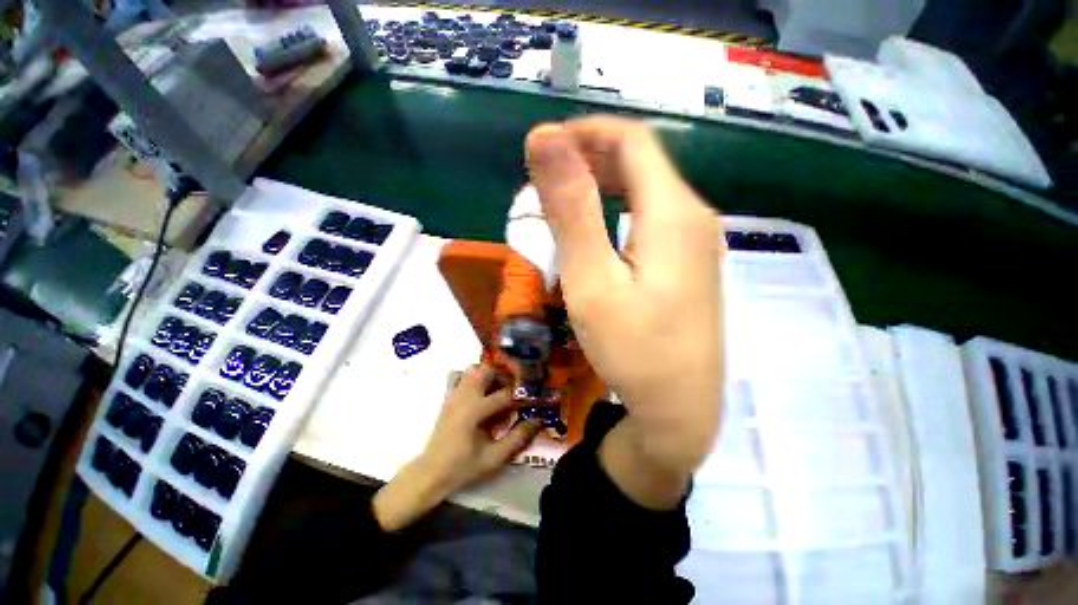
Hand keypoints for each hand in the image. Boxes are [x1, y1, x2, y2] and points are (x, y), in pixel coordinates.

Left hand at [373, 365, 540, 531]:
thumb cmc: (463, 467)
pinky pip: (462, 377)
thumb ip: (517, 439)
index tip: (527, 403)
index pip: (503, 395)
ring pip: (473, 370)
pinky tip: (481, 394)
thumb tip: (537, 421)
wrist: (430, 472)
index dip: (518, 398)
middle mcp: (463, 397)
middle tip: (512, 390)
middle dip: (502, 376)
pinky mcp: (449, 398)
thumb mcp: (493, 458)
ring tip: (498, 390)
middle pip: (486, 371)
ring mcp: (454, 395)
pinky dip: (475, 378)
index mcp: (474, 411)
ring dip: (489, 375)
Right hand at [526, 117, 724, 507]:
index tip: (542, 150)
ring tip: (560, 205)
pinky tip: (594, 235)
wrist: (679, 409)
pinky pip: (649, 219)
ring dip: (600, 187)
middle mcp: (693, 217)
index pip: (631, 140)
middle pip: (639, 163)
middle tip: (544, 182)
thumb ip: (571, 208)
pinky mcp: (688, 264)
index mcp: (673, 212)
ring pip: (644, 191)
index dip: (584, 133)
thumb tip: (545, 139)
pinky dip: (615, 212)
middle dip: (588, 160)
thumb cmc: (633, 351)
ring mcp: (695, 243)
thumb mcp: (592, 280)